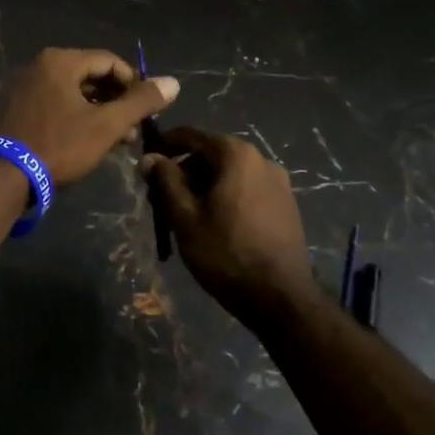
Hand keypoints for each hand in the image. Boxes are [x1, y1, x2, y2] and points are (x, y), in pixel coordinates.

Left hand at [0, 48, 178, 186]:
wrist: (5, 176)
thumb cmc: (60, 145)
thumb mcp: (107, 125)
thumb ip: (141, 102)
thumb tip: (173, 82)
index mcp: (61, 61)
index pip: (110, 61)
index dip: (134, 84)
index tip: (147, 110)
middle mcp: (40, 65)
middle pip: (90, 75)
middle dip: (116, 101)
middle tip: (133, 130)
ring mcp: (24, 86)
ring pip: (73, 92)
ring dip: (98, 112)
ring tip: (116, 140)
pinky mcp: (15, 107)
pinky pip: (54, 102)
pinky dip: (75, 116)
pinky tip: (87, 140)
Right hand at [140, 127, 314, 326]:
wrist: (280, 298)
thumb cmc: (225, 253)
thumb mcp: (185, 217)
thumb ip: (165, 181)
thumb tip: (149, 158)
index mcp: (236, 155)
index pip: (192, 136)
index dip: (165, 145)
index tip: (147, 163)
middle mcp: (261, 159)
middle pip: (212, 155)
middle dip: (184, 172)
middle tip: (162, 199)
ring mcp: (279, 182)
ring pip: (230, 174)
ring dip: (205, 187)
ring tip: (186, 216)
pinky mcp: (287, 205)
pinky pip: (247, 189)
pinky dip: (226, 197)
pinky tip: (215, 225)